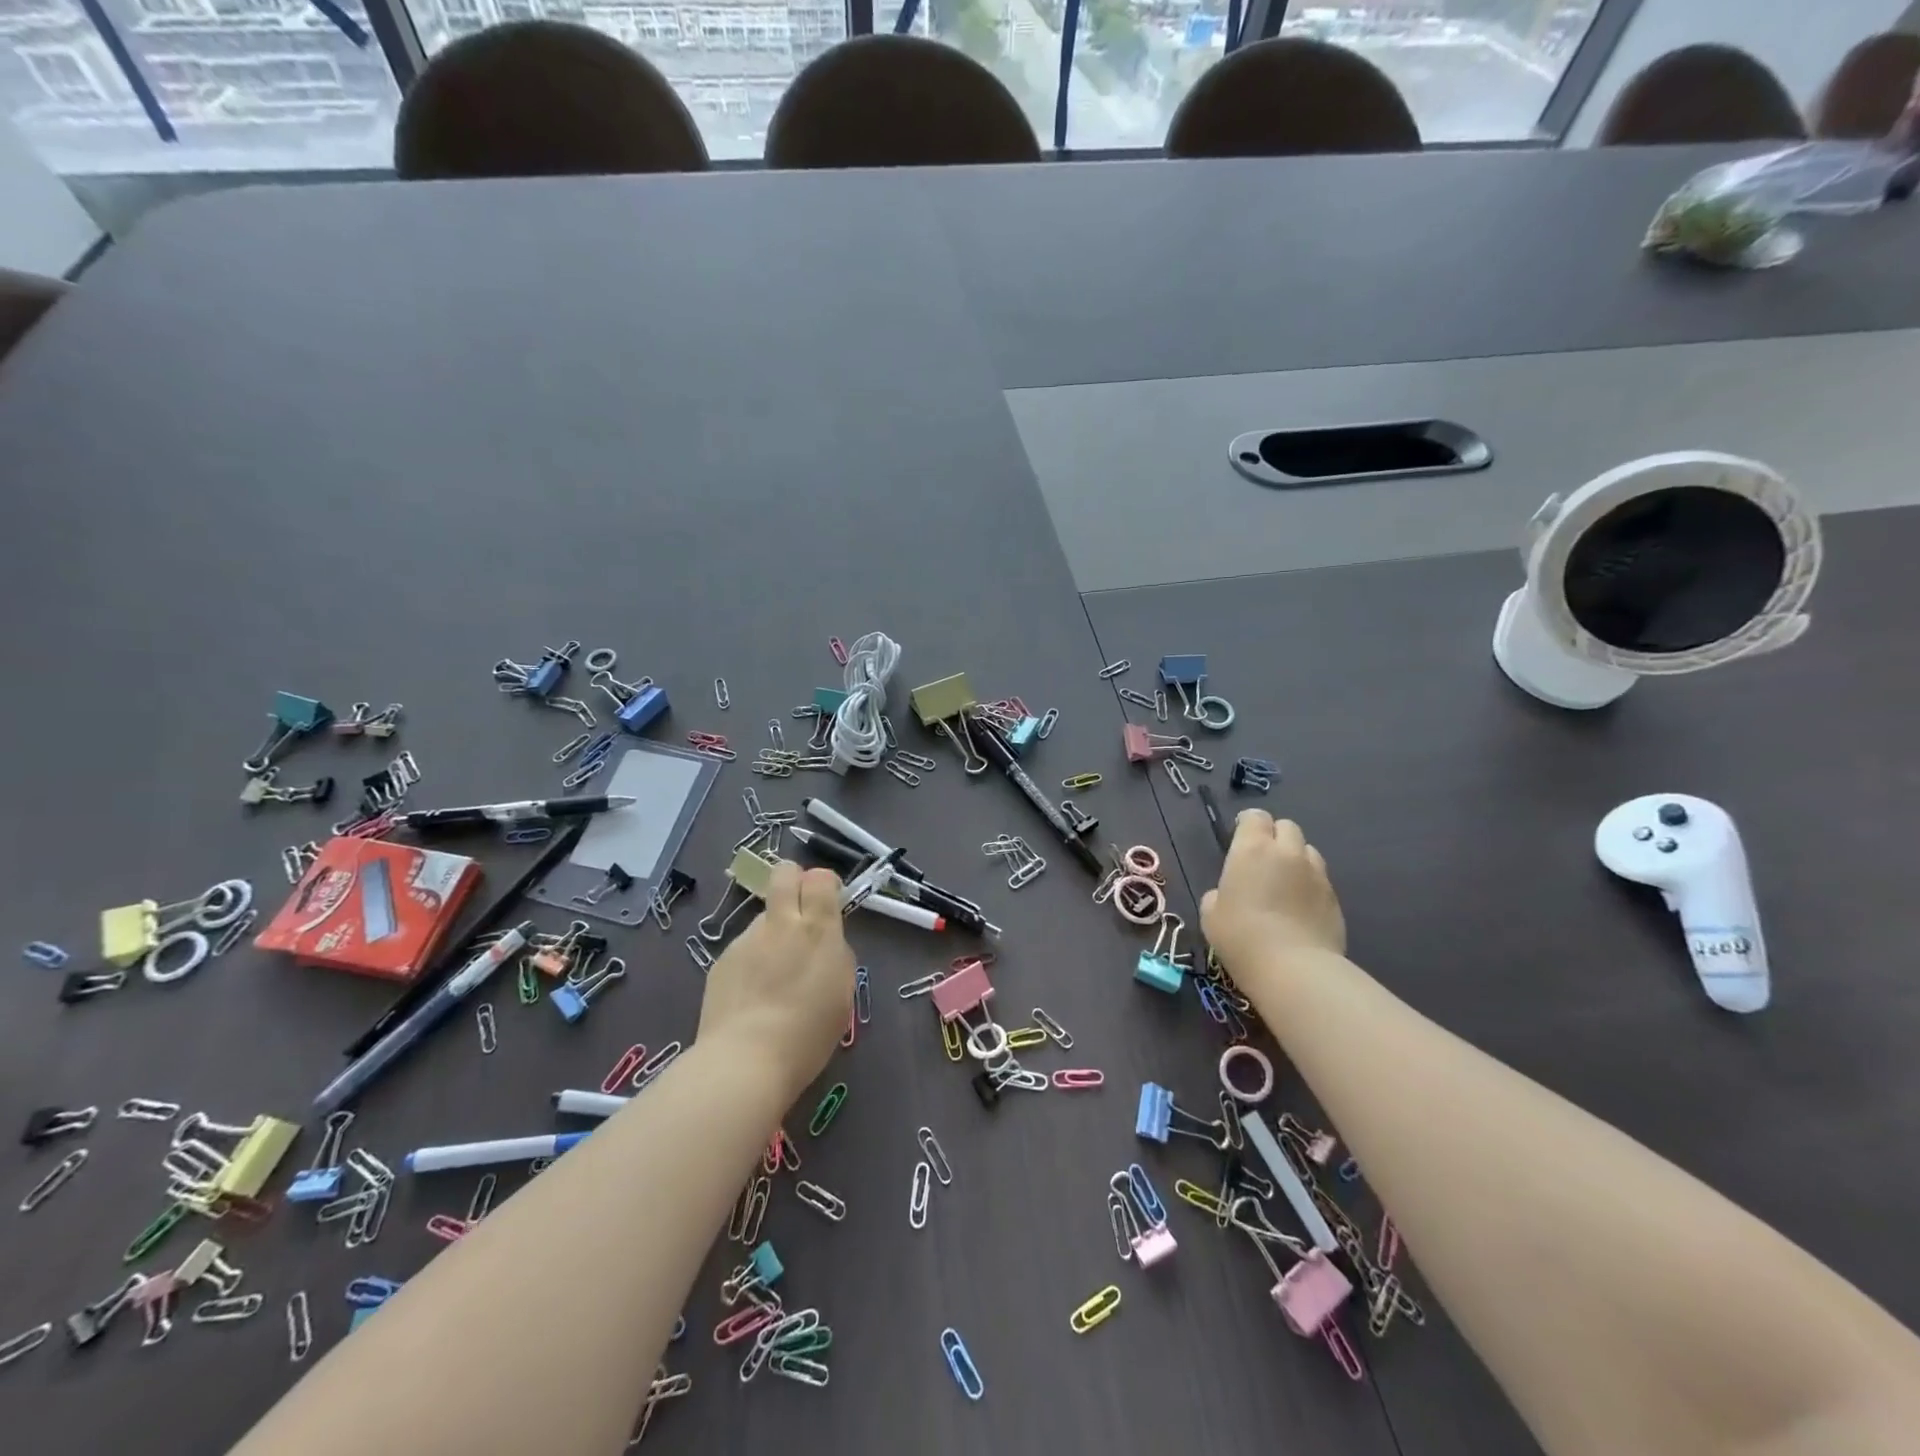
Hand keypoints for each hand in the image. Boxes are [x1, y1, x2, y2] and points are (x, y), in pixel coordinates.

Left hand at [697, 860, 854, 1102]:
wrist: (745, 1061)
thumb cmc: (807, 1033)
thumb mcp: (841, 992)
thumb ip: (835, 955)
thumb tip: (825, 943)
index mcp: (817, 929)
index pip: (820, 877)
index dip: (825, 883)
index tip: (829, 902)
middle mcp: (780, 924)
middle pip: (784, 873)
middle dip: (793, 880)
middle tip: (800, 909)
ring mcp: (746, 940)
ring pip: (764, 917)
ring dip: (773, 932)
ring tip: (774, 975)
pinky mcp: (722, 960)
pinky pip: (744, 947)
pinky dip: (752, 961)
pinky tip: (752, 995)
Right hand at [1201, 811, 1345, 974]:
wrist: (1294, 969)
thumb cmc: (1241, 937)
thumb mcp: (1211, 914)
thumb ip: (1219, 893)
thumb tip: (1227, 894)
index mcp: (1252, 849)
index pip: (1255, 817)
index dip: (1248, 825)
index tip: (1240, 840)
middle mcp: (1287, 853)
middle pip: (1287, 827)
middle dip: (1275, 837)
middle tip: (1263, 862)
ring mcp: (1316, 874)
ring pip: (1308, 851)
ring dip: (1296, 859)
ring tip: (1285, 884)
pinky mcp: (1335, 898)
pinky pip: (1320, 880)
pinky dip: (1309, 886)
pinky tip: (1300, 909)